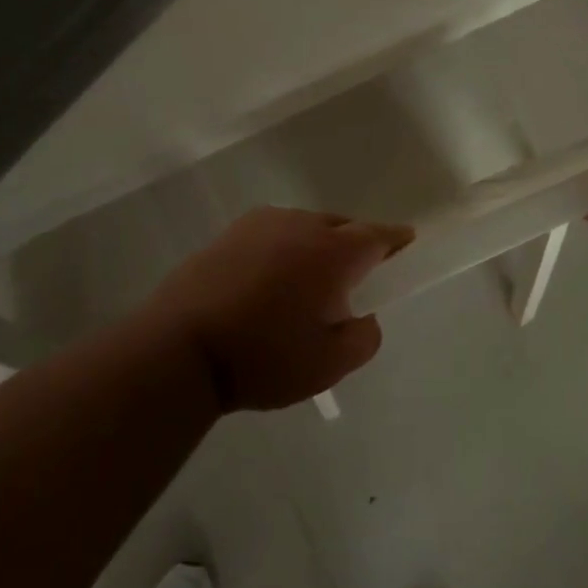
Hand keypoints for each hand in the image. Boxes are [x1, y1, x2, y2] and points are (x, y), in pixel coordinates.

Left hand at [150, 207, 410, 410]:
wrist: (180, 348)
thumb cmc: (263, 357)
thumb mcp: (328, 365)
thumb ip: (363, 337)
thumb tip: (364, 316)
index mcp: (334, 252)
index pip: (379, 235)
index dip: (397, 241)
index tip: (407, 246)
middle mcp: (303, 225)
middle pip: (343, 227)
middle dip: (355, 247)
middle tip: (352, 281)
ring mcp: (264, 223)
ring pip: (307, 228)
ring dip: (317, 247)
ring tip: (305, 286)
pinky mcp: (232, 231)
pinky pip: (275, 233)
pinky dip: (285, 249)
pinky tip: (268, 282)